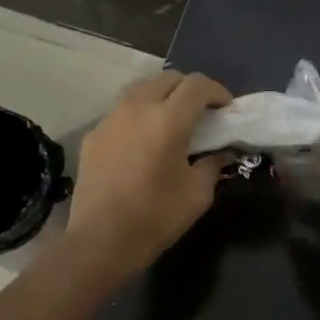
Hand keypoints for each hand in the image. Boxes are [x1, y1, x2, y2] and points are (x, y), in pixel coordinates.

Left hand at [67, 71, 231, 280]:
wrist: (100, 241)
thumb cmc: (155, 217)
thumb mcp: (198, 194)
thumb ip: (212, 165)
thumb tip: (220, 153)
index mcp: (168, 119)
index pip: (197, 85)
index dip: (217, 91)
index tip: (226, 109)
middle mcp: (137, 108)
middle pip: (167, 79)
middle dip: (189, 89)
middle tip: (201, 112)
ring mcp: (110, 119)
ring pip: (140, 89)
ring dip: (161, 95)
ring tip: (171, 119)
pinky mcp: (94, 135)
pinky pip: (121, 111)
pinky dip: (139, 114)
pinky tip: (143, 139)